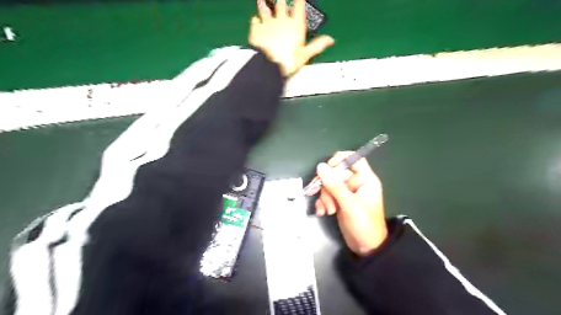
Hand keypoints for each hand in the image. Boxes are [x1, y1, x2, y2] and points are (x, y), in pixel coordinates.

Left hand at [248, 0, 332, 77]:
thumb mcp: (305, 55)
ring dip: (265, 5)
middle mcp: (282, 21)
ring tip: (263, 0)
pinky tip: (255, 19)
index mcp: (295, 26)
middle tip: (282, 0)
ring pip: (266, 10)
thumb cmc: (287, 61)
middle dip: (282, 1)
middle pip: (281, 5)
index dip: (299, 1)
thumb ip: (317, 45)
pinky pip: (255, 21)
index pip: (299, 7)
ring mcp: (268, 24)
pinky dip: (255, 19)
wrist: (267, 66)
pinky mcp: (256, 31)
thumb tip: (330, 40)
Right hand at [314, 152, 388, 256]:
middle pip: (336, 173)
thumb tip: (321, 166)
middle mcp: (355, 183)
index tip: (327, 169)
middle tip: (324, 198)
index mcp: (365, 179)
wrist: (366, 248)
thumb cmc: (364, 224)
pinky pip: (327, 195)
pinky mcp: (339, 201)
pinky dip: (322, 203)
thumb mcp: (349, 204)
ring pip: (329, 185)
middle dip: (327, 186)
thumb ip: (334, 185)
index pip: (353, 159)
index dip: (340, 160)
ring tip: (327, 210)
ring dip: (324, 197)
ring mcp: (346, 193)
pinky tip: (322, 212)